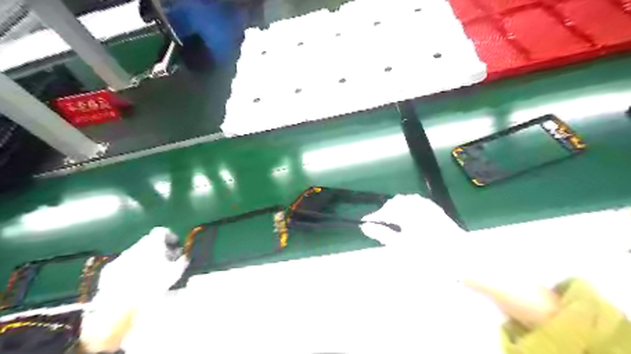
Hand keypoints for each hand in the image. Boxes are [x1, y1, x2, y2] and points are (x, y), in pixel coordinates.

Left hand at [93, 228, 186, 301]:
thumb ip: (182, 261)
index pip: (162, 231)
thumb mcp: (175, 273)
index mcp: (152, 243)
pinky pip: (123, 264)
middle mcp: (136, 246)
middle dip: (157, 248)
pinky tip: (134, 281)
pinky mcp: (109, 269)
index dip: (170, 236)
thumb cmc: (153, 284)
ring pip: (136, 253)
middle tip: (164, 260)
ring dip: (144, 258)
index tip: (175, 246)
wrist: (121, 303)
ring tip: (149, 272)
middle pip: (149, 241)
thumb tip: (185, 256)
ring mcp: (121, 257)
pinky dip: (130, 268)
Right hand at [356, 193, 465, 246]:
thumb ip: (382, 234)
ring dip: (397, 209)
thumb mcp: (401, 247)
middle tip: (379, 225)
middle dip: (385, 212)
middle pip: (396, 203)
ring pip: (407, 202)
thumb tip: (365, 226)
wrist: (463, 259)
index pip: (385, 210)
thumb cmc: (429, 255)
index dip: (374, 217)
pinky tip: (409, 219)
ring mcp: (429, 207)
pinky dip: (409, 209)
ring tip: (392, 222)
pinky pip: (418, 204)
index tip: (364, 223)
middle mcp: (418, 205)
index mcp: (407, 211)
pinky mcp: (437, 213)